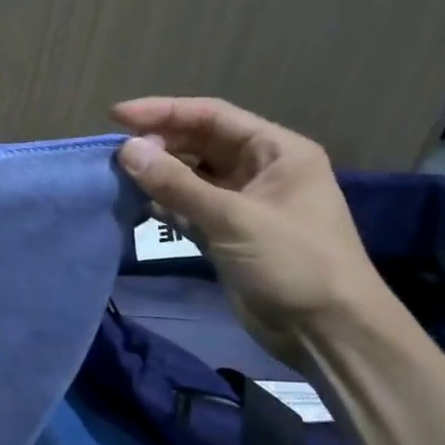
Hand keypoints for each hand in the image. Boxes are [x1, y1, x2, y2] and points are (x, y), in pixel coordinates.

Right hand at [113, 97, 388, 353]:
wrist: (328, 333)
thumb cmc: (293, 262)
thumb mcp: (232, 218)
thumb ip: (175, 183)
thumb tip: (125, 149)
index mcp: (276, 152)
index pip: (212, 116)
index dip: (163, 111)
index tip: (117, 116)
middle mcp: (259, 170)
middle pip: (199, 143)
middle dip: (159, 144)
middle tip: (116, 152)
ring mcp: (243, 202)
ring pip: (191, 175)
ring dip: (157, 174)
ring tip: (118, 174)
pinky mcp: (228, 233)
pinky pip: (188, 206)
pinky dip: (164, 203)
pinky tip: (137, 203)